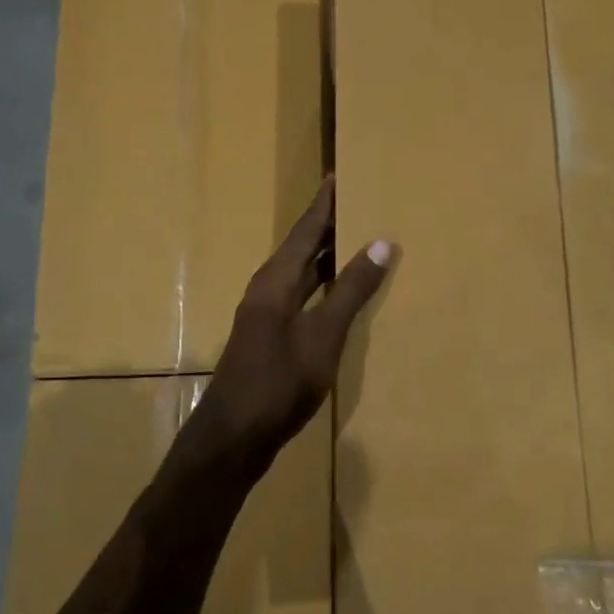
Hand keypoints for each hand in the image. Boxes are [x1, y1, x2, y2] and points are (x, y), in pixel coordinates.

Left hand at [190, 177, 391, 474]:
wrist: (232, 438)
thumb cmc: (278, 383)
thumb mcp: (323, 336)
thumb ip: (351, 290)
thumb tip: (382, 242)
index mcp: (276, 280)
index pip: (305, 229)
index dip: (324, 203)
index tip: (340, 174)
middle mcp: (267, 289)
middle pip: (301, 246)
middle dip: (328, 224)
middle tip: (359, 202)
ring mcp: (266, 314)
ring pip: (301, 272)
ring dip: (326, 255)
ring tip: (358, 238)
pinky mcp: (270, 336)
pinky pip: (301, 295)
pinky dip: (322, 284)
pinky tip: (340, 292)